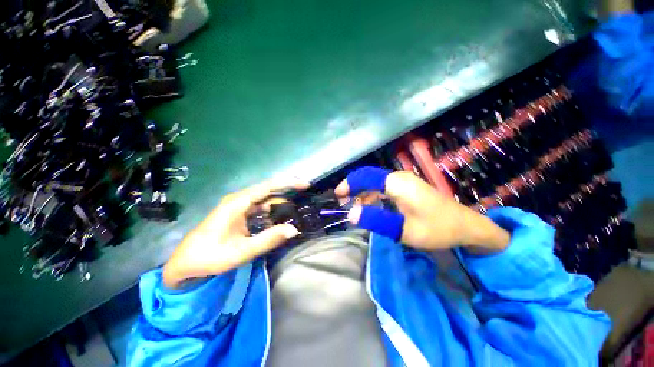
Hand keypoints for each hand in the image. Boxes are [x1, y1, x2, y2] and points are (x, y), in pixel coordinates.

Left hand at [163, 178, 308, 288]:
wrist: (184, 264)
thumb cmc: (209, 257)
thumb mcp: (241, 251)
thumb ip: (268, 239)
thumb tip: (294, 229)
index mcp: (237, 203)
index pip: (268, 187)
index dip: (288, 183)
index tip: (305, 184)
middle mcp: (239, 200)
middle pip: (268, 189)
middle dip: (288, 189)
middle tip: (306, 191)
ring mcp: (239, 206)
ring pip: (265, 199)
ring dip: (281, 202)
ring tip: (298, 207)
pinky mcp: (239, 214)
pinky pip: (260, 208)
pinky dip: (273, 211)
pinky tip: (281, 218)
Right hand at [335, 167, 508, 253]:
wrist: (466, 227)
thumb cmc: (436, 229)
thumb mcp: (403, 229)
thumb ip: (376, 220)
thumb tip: (350, 215)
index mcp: (397, 183)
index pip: (365, 176)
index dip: (348, 184)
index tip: (338, 196)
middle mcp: (398, 177)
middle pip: (368, 178)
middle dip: (353, 189)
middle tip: (344, 206)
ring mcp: (403, 182)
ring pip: (374, 183)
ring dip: (362, 194)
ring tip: (354, 209)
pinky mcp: (406, 188)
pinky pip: (382, 188)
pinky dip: (372, 196)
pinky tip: (369, 207)